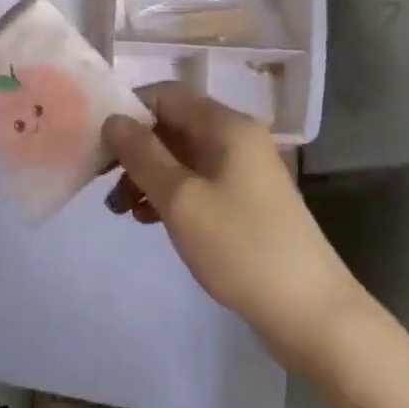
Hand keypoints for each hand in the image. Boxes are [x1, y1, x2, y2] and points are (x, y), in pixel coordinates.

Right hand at [103, 83, 360, 357]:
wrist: (310, 313)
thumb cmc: (240, 246)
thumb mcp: (180, 198)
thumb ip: (142, 154)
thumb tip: (114, 119)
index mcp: (225, 125)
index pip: (167, 94)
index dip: (129, 109)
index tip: (98, 139)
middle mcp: (235, 138)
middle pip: (172, 125)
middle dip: (133, 148)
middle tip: (99, 177)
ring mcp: (242, 171)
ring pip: (180, 157)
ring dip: (146, 175)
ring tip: (118, 209)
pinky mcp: (244, 201)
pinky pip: (196, 182)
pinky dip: (168, 193)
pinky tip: (146, 220)